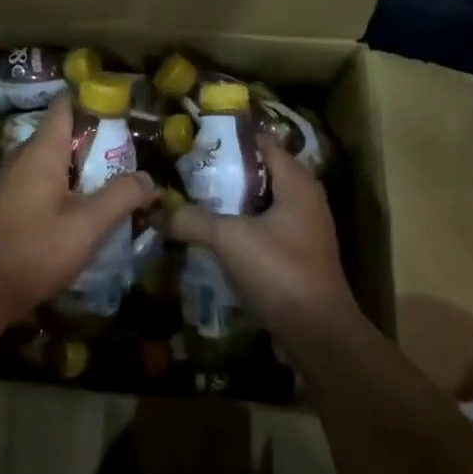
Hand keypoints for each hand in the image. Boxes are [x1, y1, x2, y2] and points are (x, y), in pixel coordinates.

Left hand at [0, 95, 154, 324]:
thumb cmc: (33, 251)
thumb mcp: (87, 226)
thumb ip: (121, 197)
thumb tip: (148, 177)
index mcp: (41, 150)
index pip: (66, 105)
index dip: (95, 101)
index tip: (126, 112)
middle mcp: (23, 157)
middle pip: (63, 133)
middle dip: (97, 141)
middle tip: (131, 156)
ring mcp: (11, 181)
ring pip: (54, 162)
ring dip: (83, 169)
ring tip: (116, 184)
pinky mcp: (7, 205)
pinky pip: (43, 182)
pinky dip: (67, 188)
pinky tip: (84, 212)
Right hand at [164, 136, 358, 336]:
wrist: (317, 334)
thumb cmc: (280, 271)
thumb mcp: (229, 239)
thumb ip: (191, 220)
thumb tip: (155, 212)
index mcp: (297, 183)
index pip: (263, 143)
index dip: (231, 139)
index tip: (196, 141)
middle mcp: (305, 200)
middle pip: (260, 173)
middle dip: (224, 172)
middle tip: (185, 172)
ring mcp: (303, 230)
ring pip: (260, 205)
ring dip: (230, 204)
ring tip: (191, 201)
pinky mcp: (296, 257)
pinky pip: (263, 231)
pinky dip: (239, 229)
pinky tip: (210, 236)